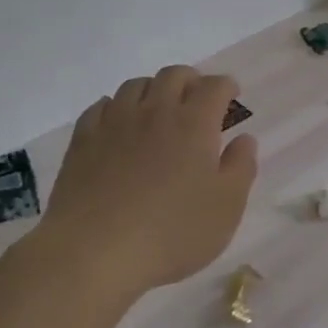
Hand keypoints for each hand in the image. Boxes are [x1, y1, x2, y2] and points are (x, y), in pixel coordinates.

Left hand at [24, 66, 258, 303]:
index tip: (232, 96)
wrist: (93, 252)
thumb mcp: (226, 207)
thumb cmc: (172, 232)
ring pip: (136, 85)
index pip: (214, 87)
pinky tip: (120, 125)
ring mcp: (114, 123)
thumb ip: (241, 167)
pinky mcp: (83, 141)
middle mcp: (155, 112)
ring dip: (154, 89)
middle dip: (191, 80)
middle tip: (198, 99)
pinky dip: (118, 107)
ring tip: (159, 109)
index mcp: (194, 123)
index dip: (226, 87)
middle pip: (173, 75)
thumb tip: (244, 139)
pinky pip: (102, 106)